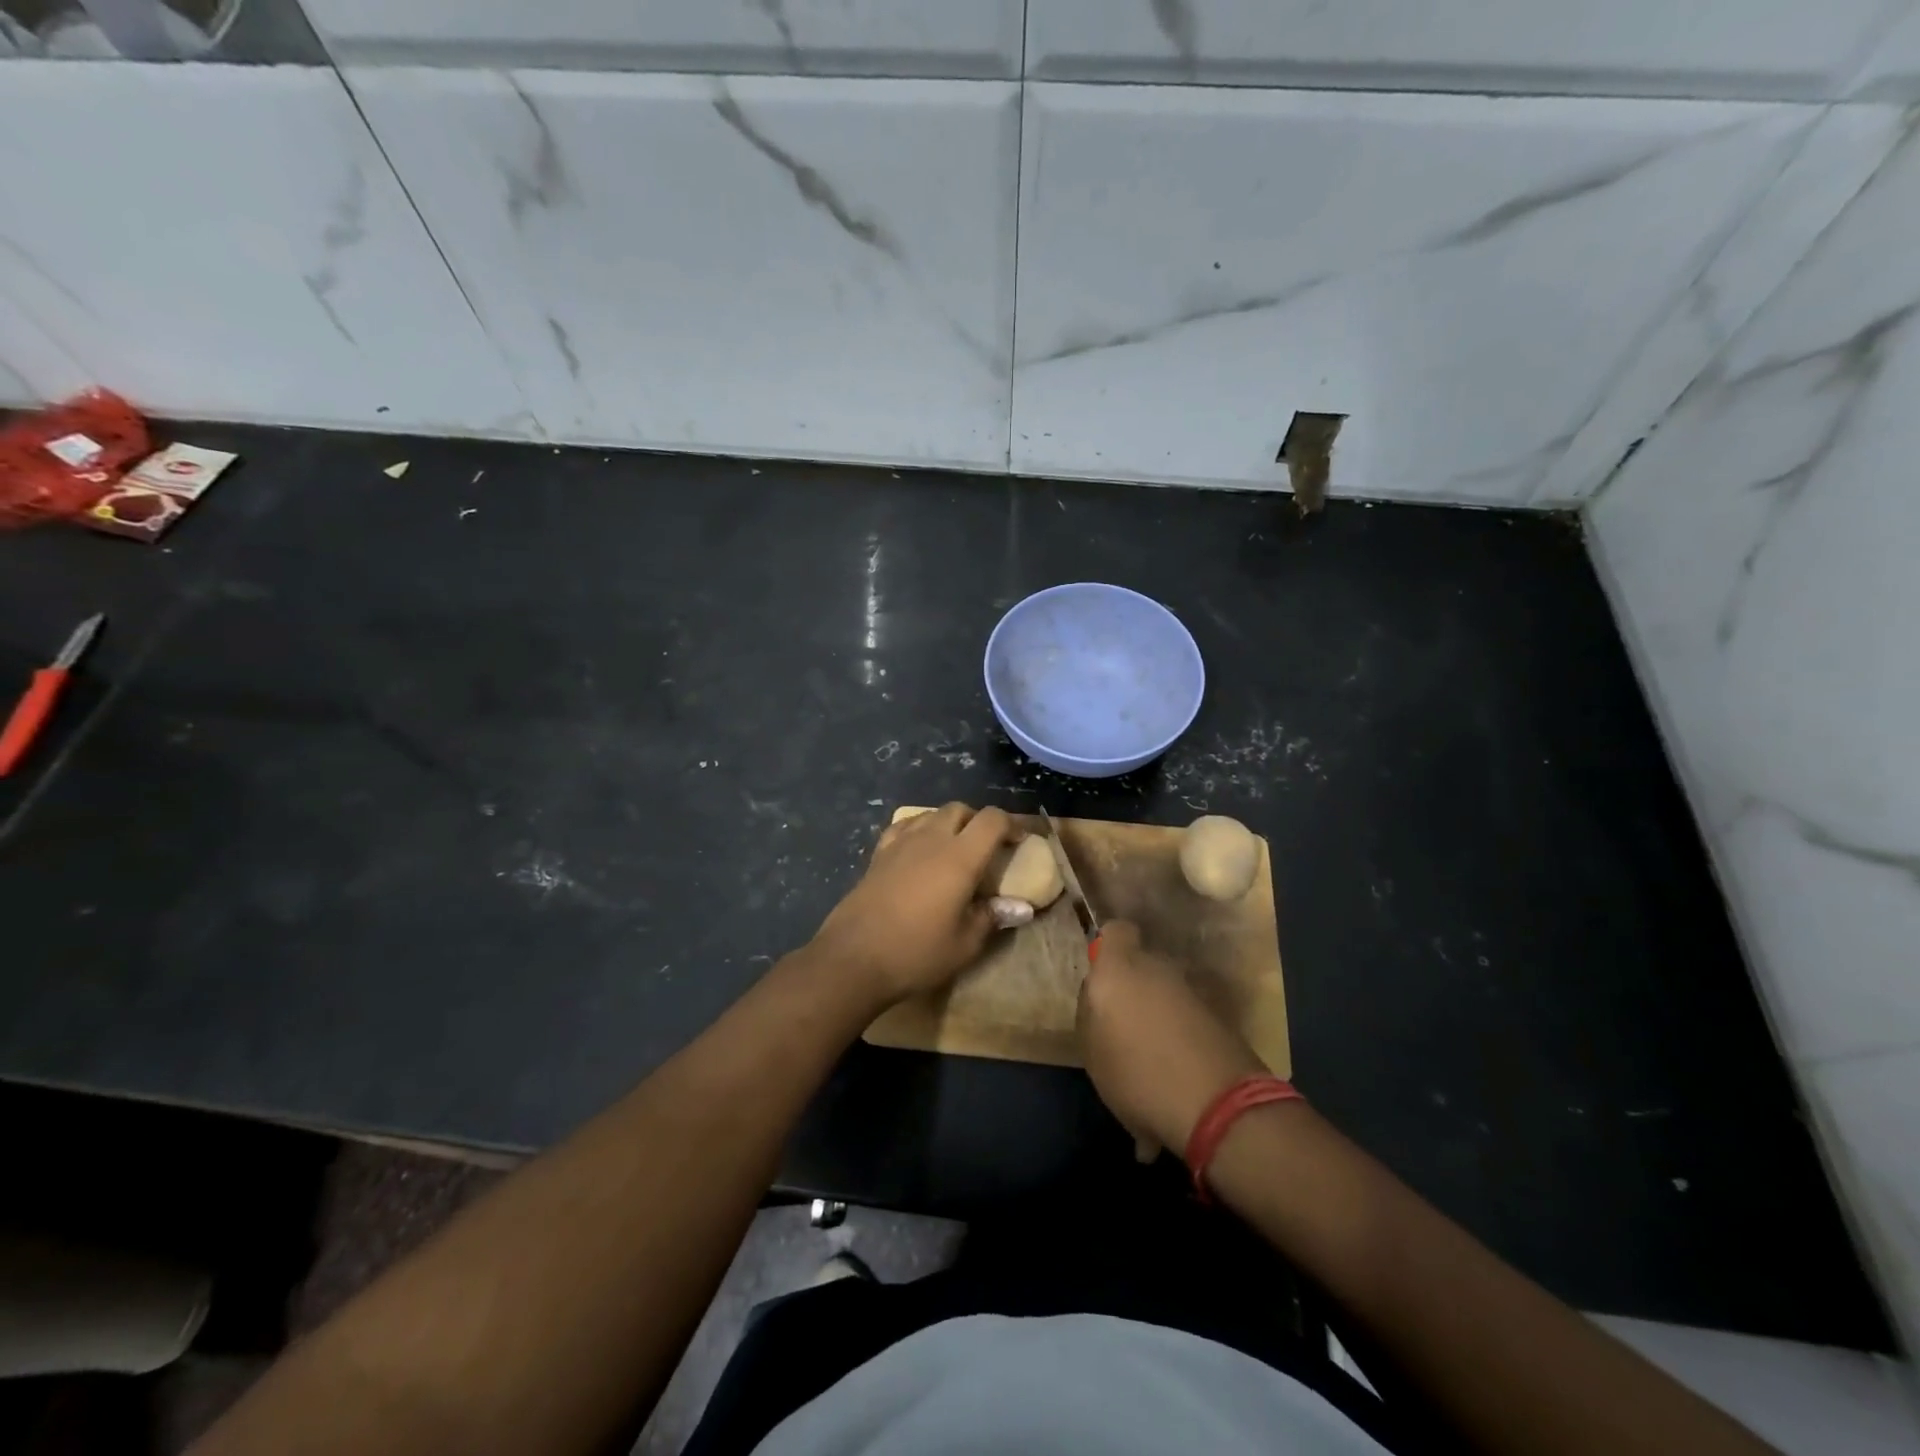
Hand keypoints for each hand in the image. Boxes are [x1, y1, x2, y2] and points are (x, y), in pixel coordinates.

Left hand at [811, 803, 1018, 1005]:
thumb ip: (993, 917)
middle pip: (960, 809)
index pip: (992, 820)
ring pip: (931, 814)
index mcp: (959, 857)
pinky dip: (920, 829)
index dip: (1012, 824)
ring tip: (956, 847)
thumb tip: (1022, 907)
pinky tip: (920, 850)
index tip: (1021, 841)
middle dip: (979, 820)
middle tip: (988, 846)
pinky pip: (905, 826)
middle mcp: (931, 839)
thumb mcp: (965, 944)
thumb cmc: (916, 952)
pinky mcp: (878, 854)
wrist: (853, 958)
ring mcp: (900, 843)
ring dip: (950, 822)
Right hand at [1077, 920, 1266, 1157]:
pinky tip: (1176, 1068)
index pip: (1115, 932)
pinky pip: (1188, 1014)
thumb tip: (1103, 1000)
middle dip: (1134, 987)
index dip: (1109, 950)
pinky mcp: (1220, 1014)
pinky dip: (1182, 1032)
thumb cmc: (1138, 1075)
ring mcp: (1193, 989)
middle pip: (1142, 964)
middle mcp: (1158, 967)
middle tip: (1124, 1026)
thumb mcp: (1092, 1052)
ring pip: (1166, 990)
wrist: (1220, 1107)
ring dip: (1159, 1012)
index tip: (1102, 979)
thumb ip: (1092, 1014)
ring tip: (1151, 1055)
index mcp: (1119, 968)